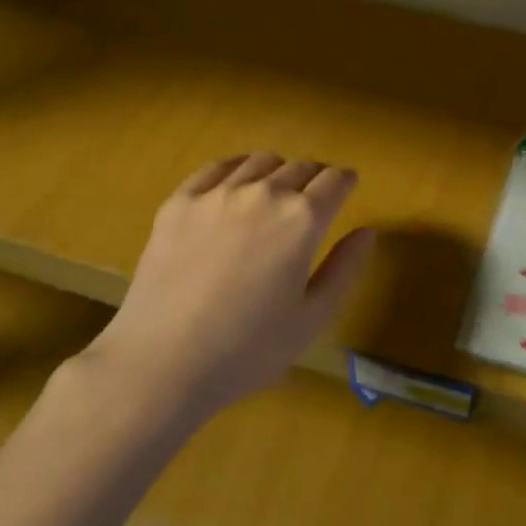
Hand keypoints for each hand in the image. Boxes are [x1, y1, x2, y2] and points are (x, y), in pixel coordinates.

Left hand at [79, 153, 375, 420]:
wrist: (160, 365)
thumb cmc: (246, 351)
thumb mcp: (312, 319)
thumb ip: (345, 269)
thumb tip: (366, 231)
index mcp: (302, 220)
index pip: (336, 180)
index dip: (346, 182)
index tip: (347, 188)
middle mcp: (265, 193)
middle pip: (301, 166)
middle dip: (315, 178)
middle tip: (312, 200)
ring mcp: (218, 193)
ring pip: (261, 161)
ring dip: (278, 172)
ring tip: (273, 194)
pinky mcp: (180, 201)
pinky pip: (217, 167)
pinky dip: (236, 169)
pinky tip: (234, 187)